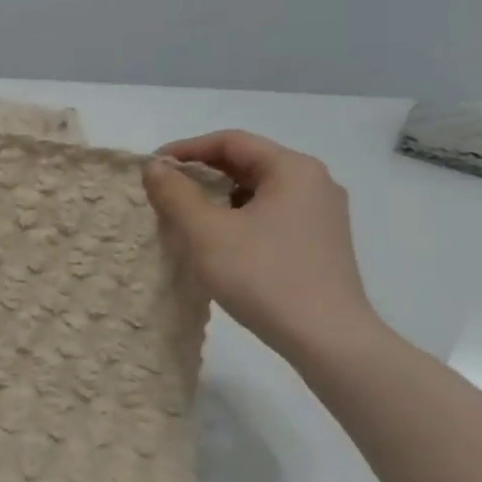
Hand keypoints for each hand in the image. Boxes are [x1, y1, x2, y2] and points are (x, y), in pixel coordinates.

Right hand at [143, 130, 378, 361]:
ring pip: (257, 191)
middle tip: (163, 192)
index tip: (153, 168)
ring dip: (217, 197)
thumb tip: (155, 167)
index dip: (186, 149)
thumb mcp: (206, 232)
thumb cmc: (264, 277)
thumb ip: (175, 193)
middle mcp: (314, 182)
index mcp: (292, 169)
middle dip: (200, 174)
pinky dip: (238, 218)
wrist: (328, 340)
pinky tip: (217, 241)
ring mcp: (321, 214)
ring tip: (184, 217)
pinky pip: (270, 214)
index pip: (230, 141)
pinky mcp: (320, 243)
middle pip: (246, 163)